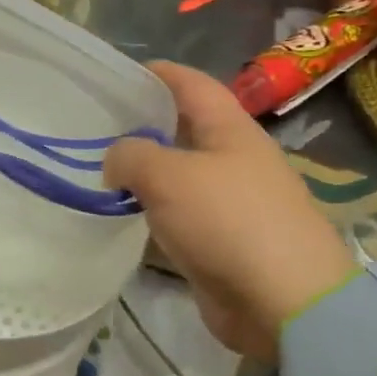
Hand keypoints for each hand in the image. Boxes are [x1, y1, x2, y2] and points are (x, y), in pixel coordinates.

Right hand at [104, 62, 354, 357]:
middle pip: (183, 130)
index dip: (156, 73)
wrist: (282, 301)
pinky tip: (122, 216)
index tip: (115, 75)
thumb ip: (132, 155)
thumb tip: (116, 160)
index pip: (191, 85)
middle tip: (93, 128)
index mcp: (232, 130)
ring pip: (178, 176)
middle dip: (142, 125)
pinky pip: (178, 217)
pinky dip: (151, 213)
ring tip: (98, 171)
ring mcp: (229, 203)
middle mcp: (233, 160)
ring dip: (143, 173)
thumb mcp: (169, 175)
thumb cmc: (228, 221)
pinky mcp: (221, 243)